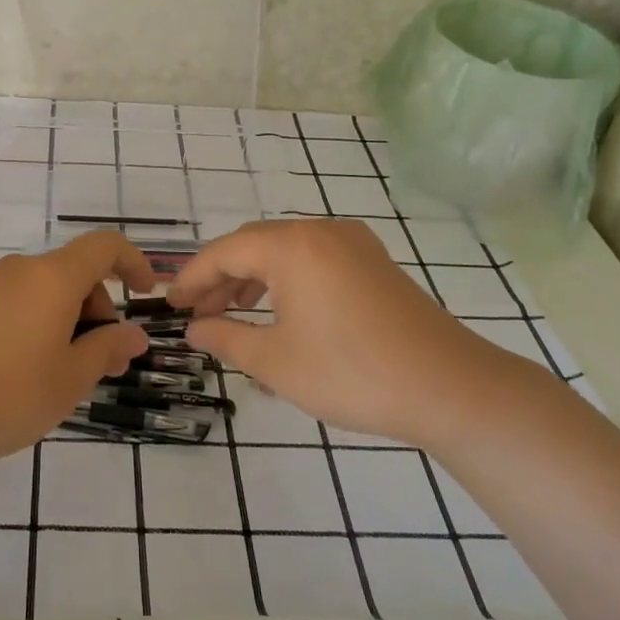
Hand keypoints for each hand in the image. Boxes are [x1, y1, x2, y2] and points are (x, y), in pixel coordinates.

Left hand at [0, 232, 155, 474]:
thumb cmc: (2, 396)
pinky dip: (21, 324)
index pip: (104, 246)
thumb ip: (106, 350)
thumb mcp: (67, 381)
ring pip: (34, 291)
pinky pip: (2, 304)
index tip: (144, 293)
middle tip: (93, 361)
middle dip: (94, 308)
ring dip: (57, 320)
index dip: (132, 262)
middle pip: (69, 272)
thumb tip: (134, 334)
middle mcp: (13, 271)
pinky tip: (5, 372)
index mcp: (50, 279)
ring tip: (49, 374)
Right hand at [167, 219, 529, 447]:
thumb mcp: (275, 361)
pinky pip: (314, 259)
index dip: (192, 278)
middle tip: (198, 313)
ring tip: (232, 314)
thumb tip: (195, 329)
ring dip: (253, 278)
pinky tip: (280, 312)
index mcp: (291, 247)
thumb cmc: (351, 373)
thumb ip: (226, 338)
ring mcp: (353, 244)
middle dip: (221, 277)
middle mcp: (320, 231)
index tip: (170, 304)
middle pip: (254, 245)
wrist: (450, 388)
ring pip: (285, 251)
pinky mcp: (375, 263)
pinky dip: (287, 279)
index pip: (223, 252)